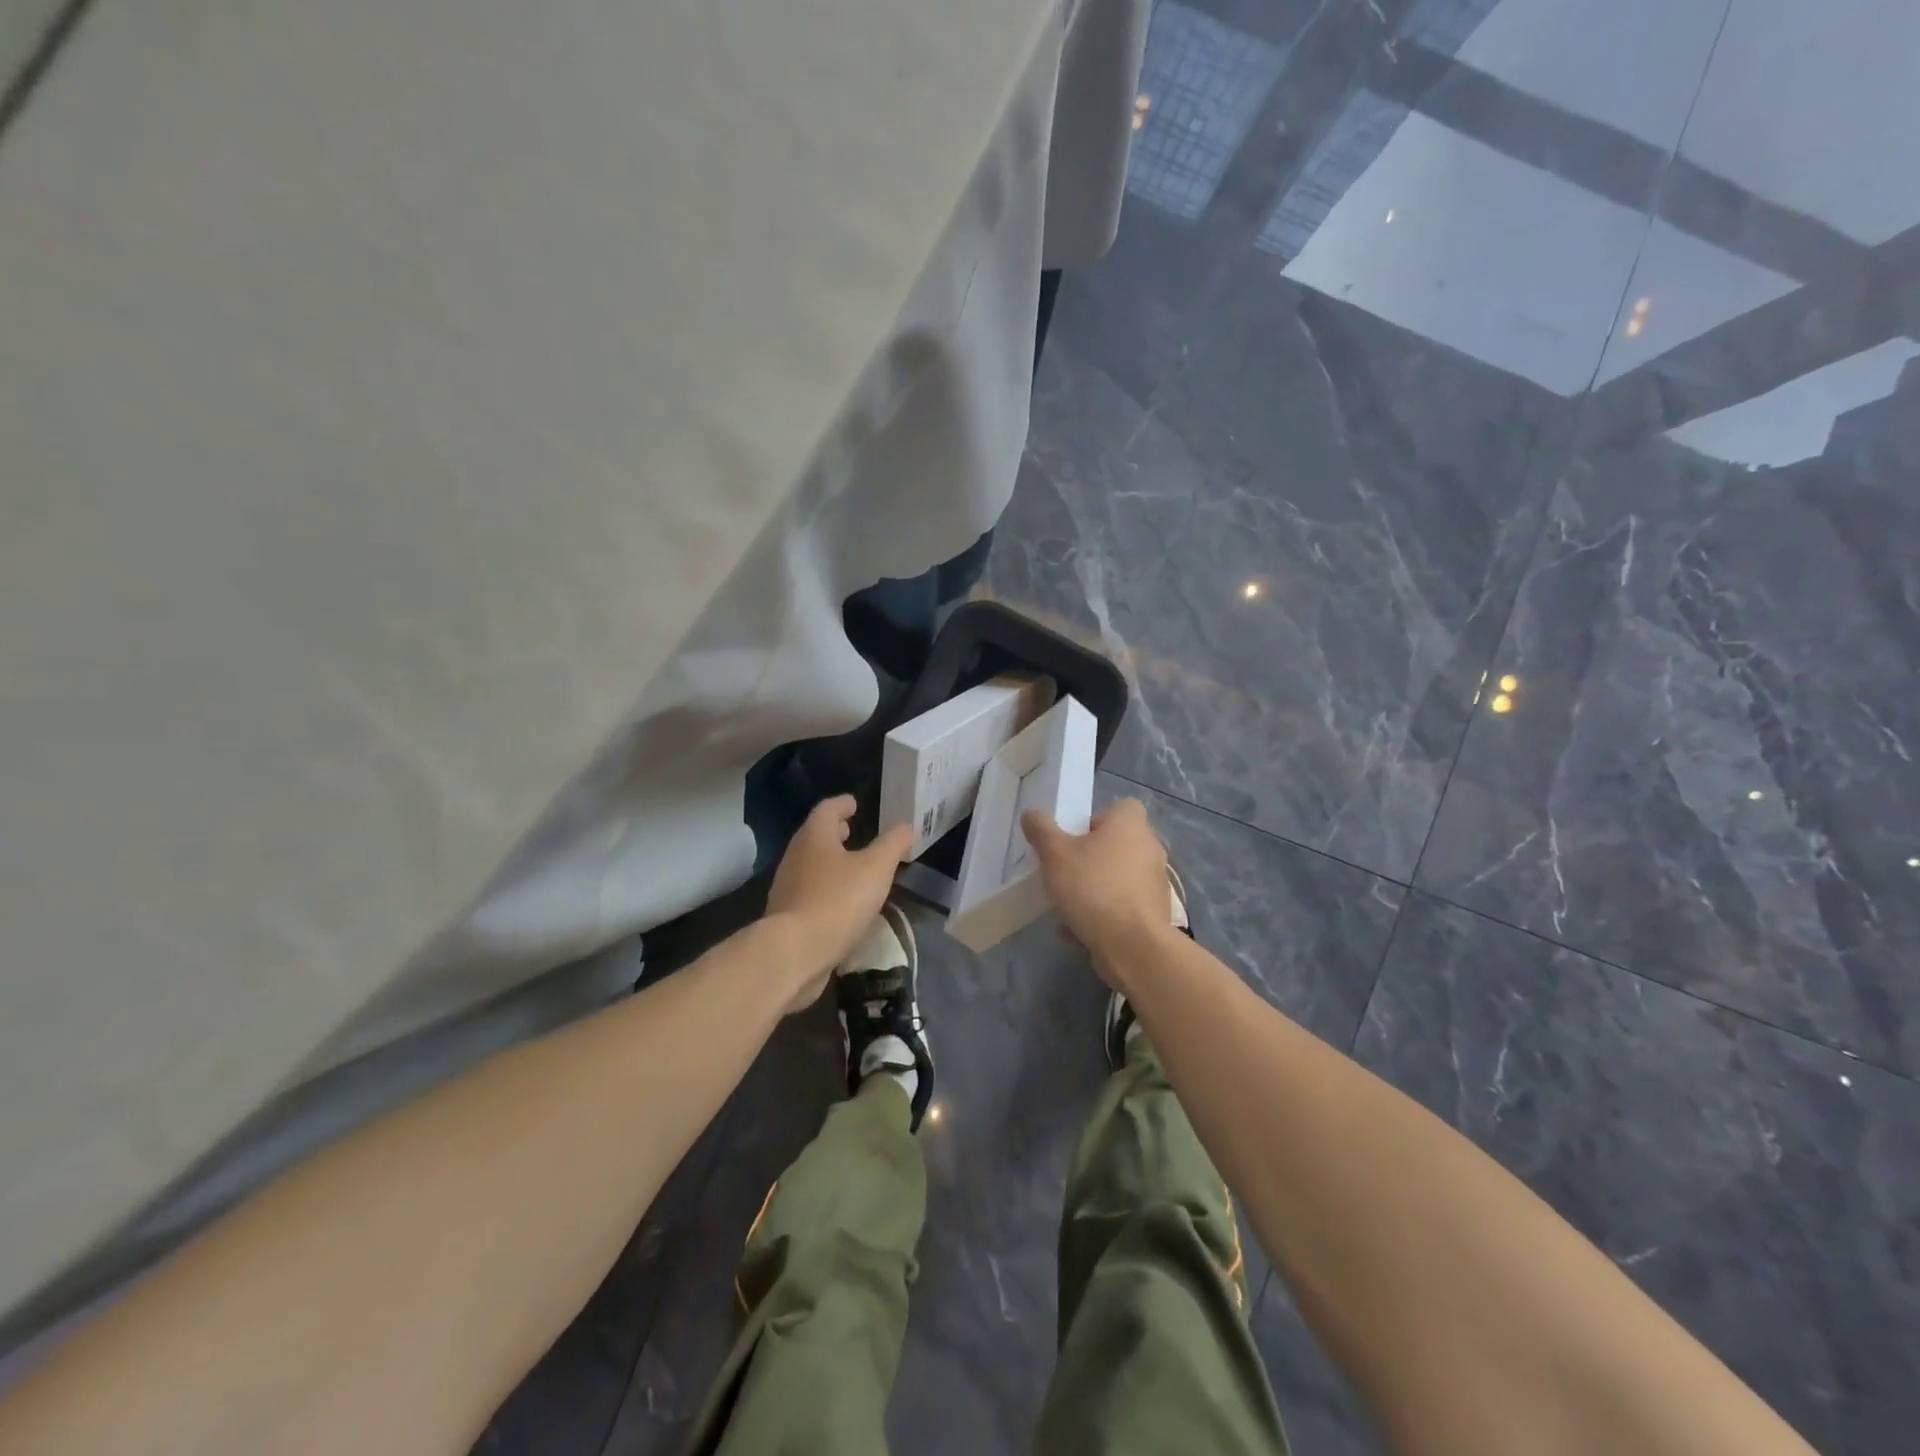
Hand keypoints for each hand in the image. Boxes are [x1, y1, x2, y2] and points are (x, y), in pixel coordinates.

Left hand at [765, 796, 912, 1013]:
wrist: (794, 953)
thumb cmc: (837, 900)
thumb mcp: (876, 868)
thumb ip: (893, 844)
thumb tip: (905, 826)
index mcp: (815, 837)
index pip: (827, 809)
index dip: (843, 804)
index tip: (855, 803)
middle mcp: (796, 856)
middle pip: (815, 836)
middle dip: (834, 832)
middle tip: (852, 830)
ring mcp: (788, 887)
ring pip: (811, 865)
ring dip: (830, 861)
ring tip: (853, 866)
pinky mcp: (787, 916)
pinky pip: (810, 892)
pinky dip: (826, 888)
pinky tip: (842, 902)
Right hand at [1020, 798, 1171, 989]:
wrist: (1133, 946)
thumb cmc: (1094, 888)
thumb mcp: (1055, 855)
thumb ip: (1041, 830)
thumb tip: (1032, 814)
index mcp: (1131, 825)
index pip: (1121, 808)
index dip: (1096, 820)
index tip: (1074, 839)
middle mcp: (1150, 849)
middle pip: (1117, 845)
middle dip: (1090, 859)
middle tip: (1065, 873)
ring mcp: (1156, 883)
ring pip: (1118, 879)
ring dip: (1094, 891)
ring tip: (1067, 908)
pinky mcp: (1155, 914)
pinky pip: (1123, 908)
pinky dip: (1104, 916)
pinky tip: (1078, 933)